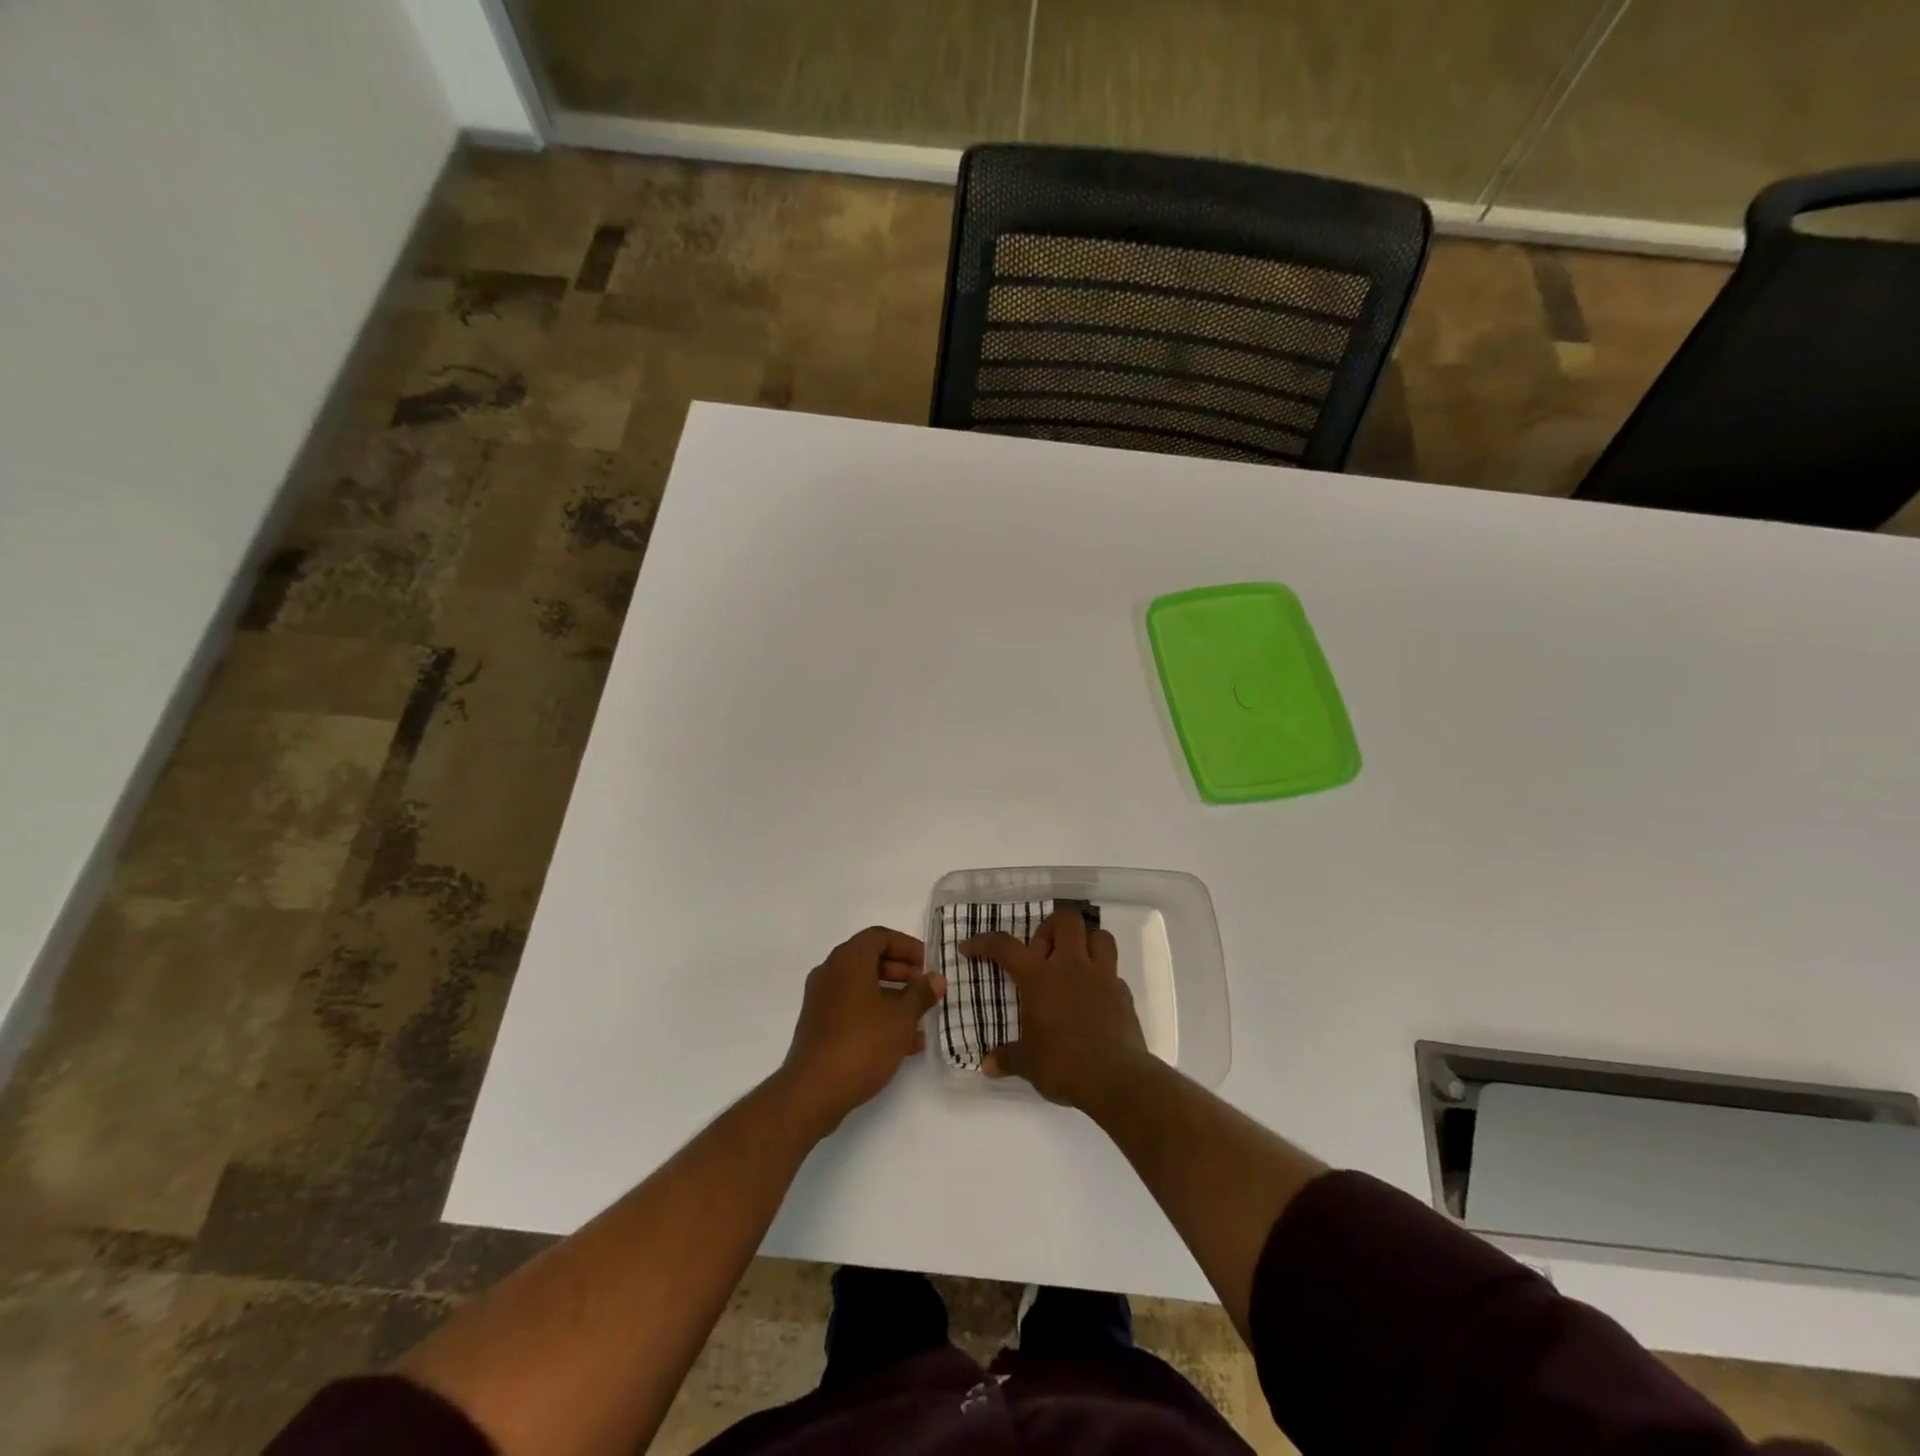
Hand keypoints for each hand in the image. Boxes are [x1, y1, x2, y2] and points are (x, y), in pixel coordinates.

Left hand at [782, 926, 943, 1133]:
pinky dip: (877, 1016)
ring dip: (893, 998)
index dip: (907, 946)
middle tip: (926, 989)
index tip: (928, 964)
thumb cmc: (862, 1043)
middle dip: (902, 973)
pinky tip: (904, 1042)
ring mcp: (822, 1000)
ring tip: (921, 1019)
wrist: (814, 1091)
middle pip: (871, 960)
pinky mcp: (819, 1026)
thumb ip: (921, 994)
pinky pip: (854, 1010)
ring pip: (863, 988)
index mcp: (848, 960)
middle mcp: (831, 972)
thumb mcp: (901, 1018)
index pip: (880, 936)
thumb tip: (936, 979)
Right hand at [960, 909, 1151, 1113]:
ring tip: (1074, 963)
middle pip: (1065, 920)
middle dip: (1052, 928)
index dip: (984, 942)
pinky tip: (1093, 997)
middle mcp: (1071, 966)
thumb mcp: (1028, 1064)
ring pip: (1098, 935)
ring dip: (1085, 942)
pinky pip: (1113, 971)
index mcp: (1039, 978)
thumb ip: (1007, 1058)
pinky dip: (1102, 977)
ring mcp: (1101, 976)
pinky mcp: (1123, 993)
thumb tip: (987, 1065)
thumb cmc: (1064, 1064)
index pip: (1005, 946)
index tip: (969, 948)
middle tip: (1042, 954)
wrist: (1116, 1079)